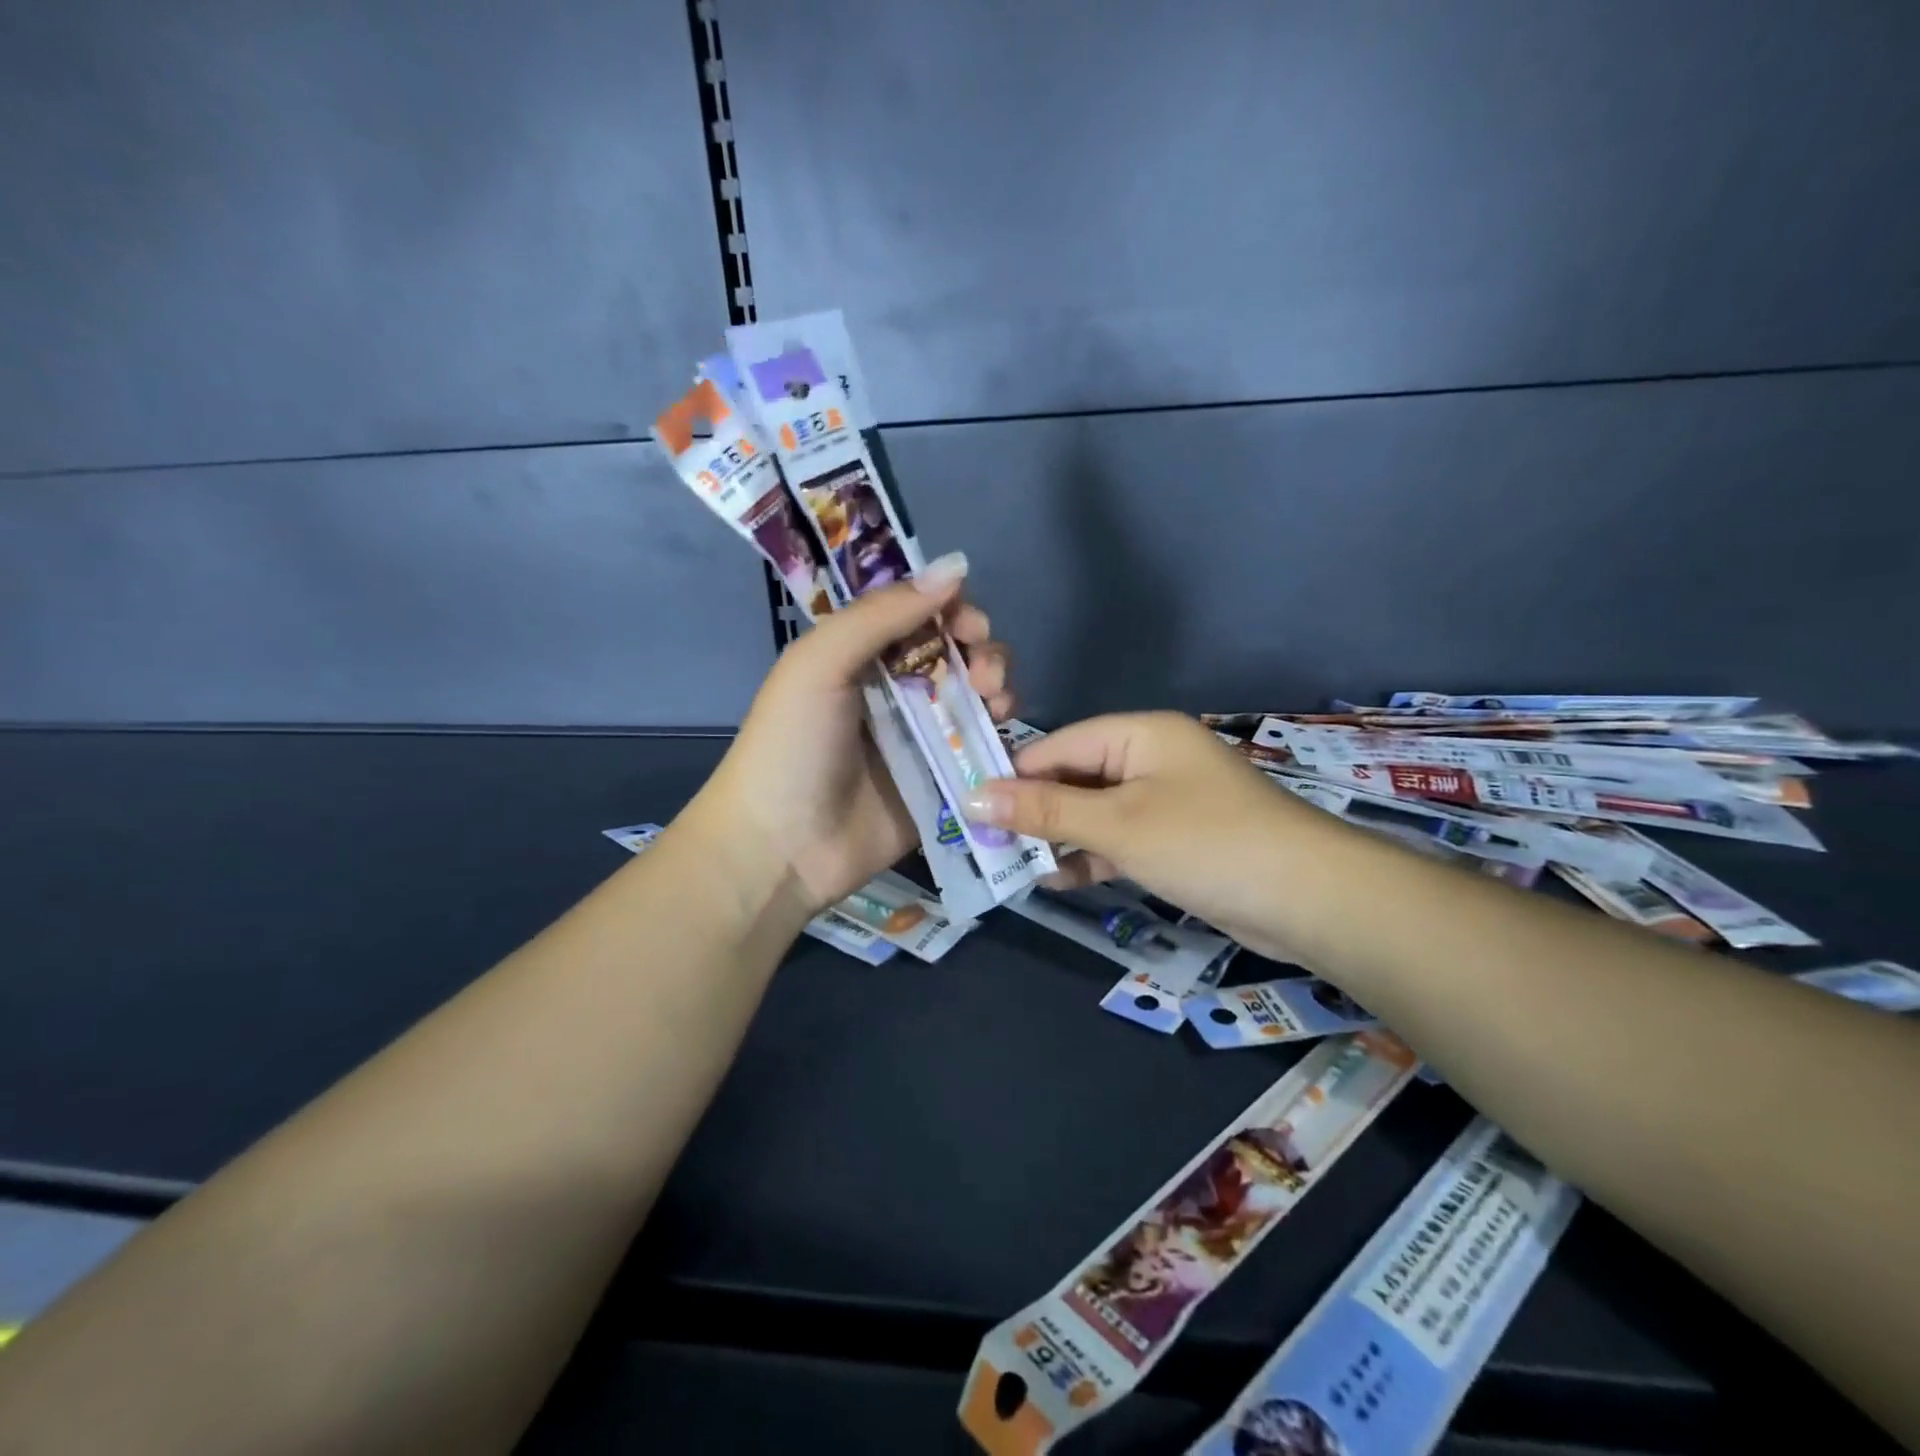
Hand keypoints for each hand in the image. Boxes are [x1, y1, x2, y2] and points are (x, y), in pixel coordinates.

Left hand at [699, 552, 1015, 911]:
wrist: (783, 846)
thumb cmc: (793, 745)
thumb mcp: (821, 663)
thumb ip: (883, 614)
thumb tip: (956, 566)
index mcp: (862, 653)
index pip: (922, 613)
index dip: (953, 609)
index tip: (969, 625)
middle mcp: (896, 688)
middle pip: (958, 651)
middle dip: (982, 650)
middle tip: (982, 674)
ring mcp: (922, 736)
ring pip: (977, 695)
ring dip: (997, 686)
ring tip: (994, 701)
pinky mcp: (942, 779)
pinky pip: (981, 746)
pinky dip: (999, 732)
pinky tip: (1001, 732)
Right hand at [962, 712, 1335, 959]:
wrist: (1310, 899)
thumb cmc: (1205, 843)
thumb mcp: (1116, 825)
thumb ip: (1044, 811)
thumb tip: (973, 799)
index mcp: (1140, 733)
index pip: (1058, 745)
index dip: (1013, 777)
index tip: (970, 810)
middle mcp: (1151, 758)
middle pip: (1075, 778)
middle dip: (1033, 812)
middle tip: (985, 846)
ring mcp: (1167, 800)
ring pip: (1095, 812)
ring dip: (1058, 838)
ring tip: (1012, 868)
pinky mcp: (1178, 839)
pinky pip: (1120, 839)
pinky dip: (1091, 856)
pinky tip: (1057, 881)